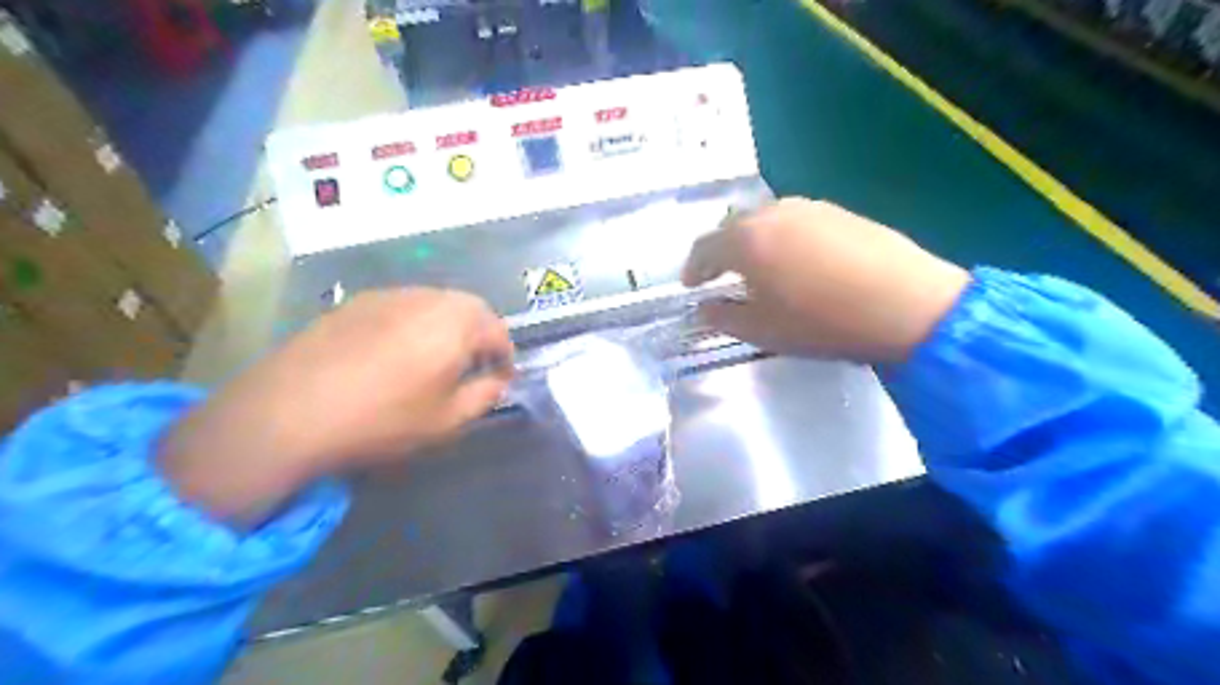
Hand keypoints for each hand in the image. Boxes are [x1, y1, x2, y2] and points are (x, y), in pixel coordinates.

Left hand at [158, 289, 510, 522]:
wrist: (289, 411)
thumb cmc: (383, 418)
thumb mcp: (448, 420)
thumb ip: (485, 395)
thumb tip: (497, 380)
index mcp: (458, 321)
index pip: (499, 331)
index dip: (505, 358)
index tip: (500, 381)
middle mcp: (428, 296)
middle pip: (469, 309)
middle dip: (479, 337)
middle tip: (471, 369)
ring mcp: (388, 294)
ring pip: (434, 304)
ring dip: (446, 328)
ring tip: (433, 361)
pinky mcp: (354, 302)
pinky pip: (401, 307)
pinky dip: (412, 325)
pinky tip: (392, 355)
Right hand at [681, 196, 968, 361]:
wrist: (906, 303)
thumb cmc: (822, 321)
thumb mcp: (763, 330)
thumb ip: (724, 317)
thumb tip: (704, 309)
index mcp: (746, 240)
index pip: (704, 247)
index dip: (693, 268)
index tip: (690, 285)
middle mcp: (771, 213)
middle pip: (732, 228)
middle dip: (720, 252)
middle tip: (719, 276)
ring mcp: (808, 207)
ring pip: (764, 221)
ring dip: (751, 242)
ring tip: (757, 268)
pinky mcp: (838, 211)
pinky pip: (794, 221)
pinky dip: (781, 238)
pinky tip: (795, 260)